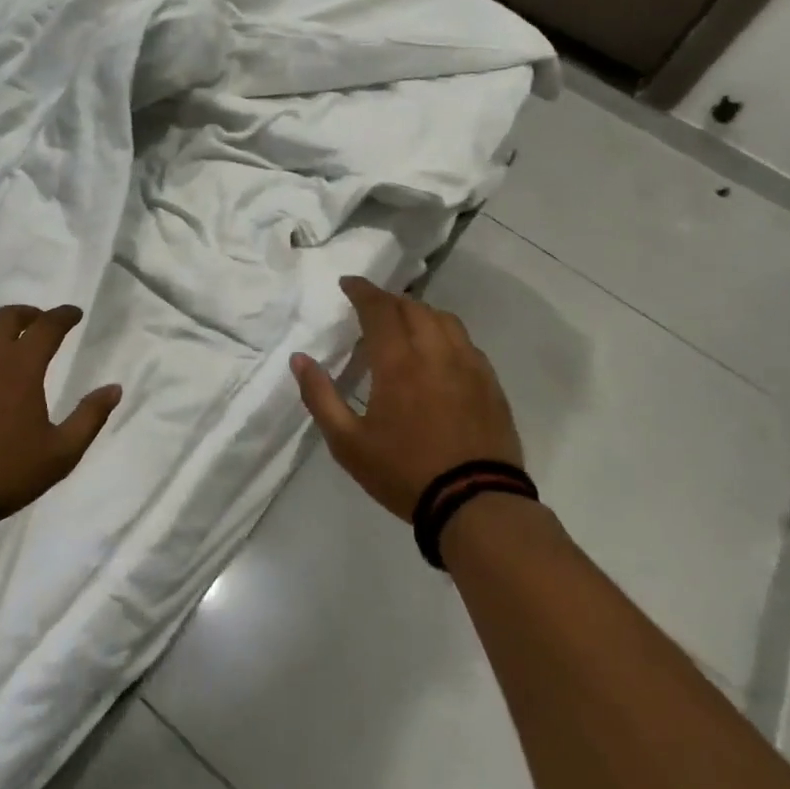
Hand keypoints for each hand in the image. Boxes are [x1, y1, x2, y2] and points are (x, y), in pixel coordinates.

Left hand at [0, 304, 122, 515]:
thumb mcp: (61, 452)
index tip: (74, 314)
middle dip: (27, 314)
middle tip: (37, 323)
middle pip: (7, 317)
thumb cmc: (6, 469)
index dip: (64, 315)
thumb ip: (90, 417)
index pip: (48, 325)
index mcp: (21, 365)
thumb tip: (115, 388)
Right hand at [291, 277, 522, 521]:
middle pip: (412, 307)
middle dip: (388, 300)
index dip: (362, 291)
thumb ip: (320, 396)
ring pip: (443, 319)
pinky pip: (466, 341)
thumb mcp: (347, 443)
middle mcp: (435, 352)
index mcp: (398, 361)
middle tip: (370, 307)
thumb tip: (299, 359)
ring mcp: (468, 365)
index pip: (379, 308)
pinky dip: (445, 333)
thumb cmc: (404, 472)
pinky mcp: (490, 383)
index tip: (348, 284)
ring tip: (404, 324)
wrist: (476, 504)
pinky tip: (438, 352)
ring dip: (418, 312)